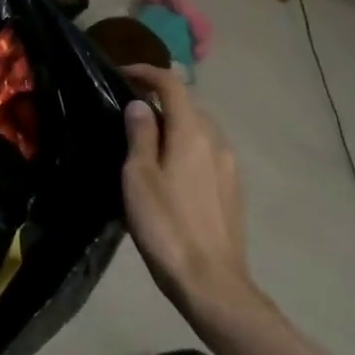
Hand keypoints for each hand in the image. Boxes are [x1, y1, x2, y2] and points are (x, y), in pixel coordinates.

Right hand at [120, 65, 254, 319]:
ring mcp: (229, 166)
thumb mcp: (139, 177)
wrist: (211, 282)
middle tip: (127, 111)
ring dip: (173, 125)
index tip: (122, 73)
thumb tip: (140, 105)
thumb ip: (140, 135)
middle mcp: (216, 141)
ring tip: (145, 142)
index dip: (146, 72)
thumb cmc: (166, 225)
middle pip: (188, 105)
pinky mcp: (232, 190)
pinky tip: (169, 171)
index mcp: (192, 132)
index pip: (172, 85)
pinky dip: (185, 147)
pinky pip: (206, 153)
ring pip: (199, 130)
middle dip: (159, 100)